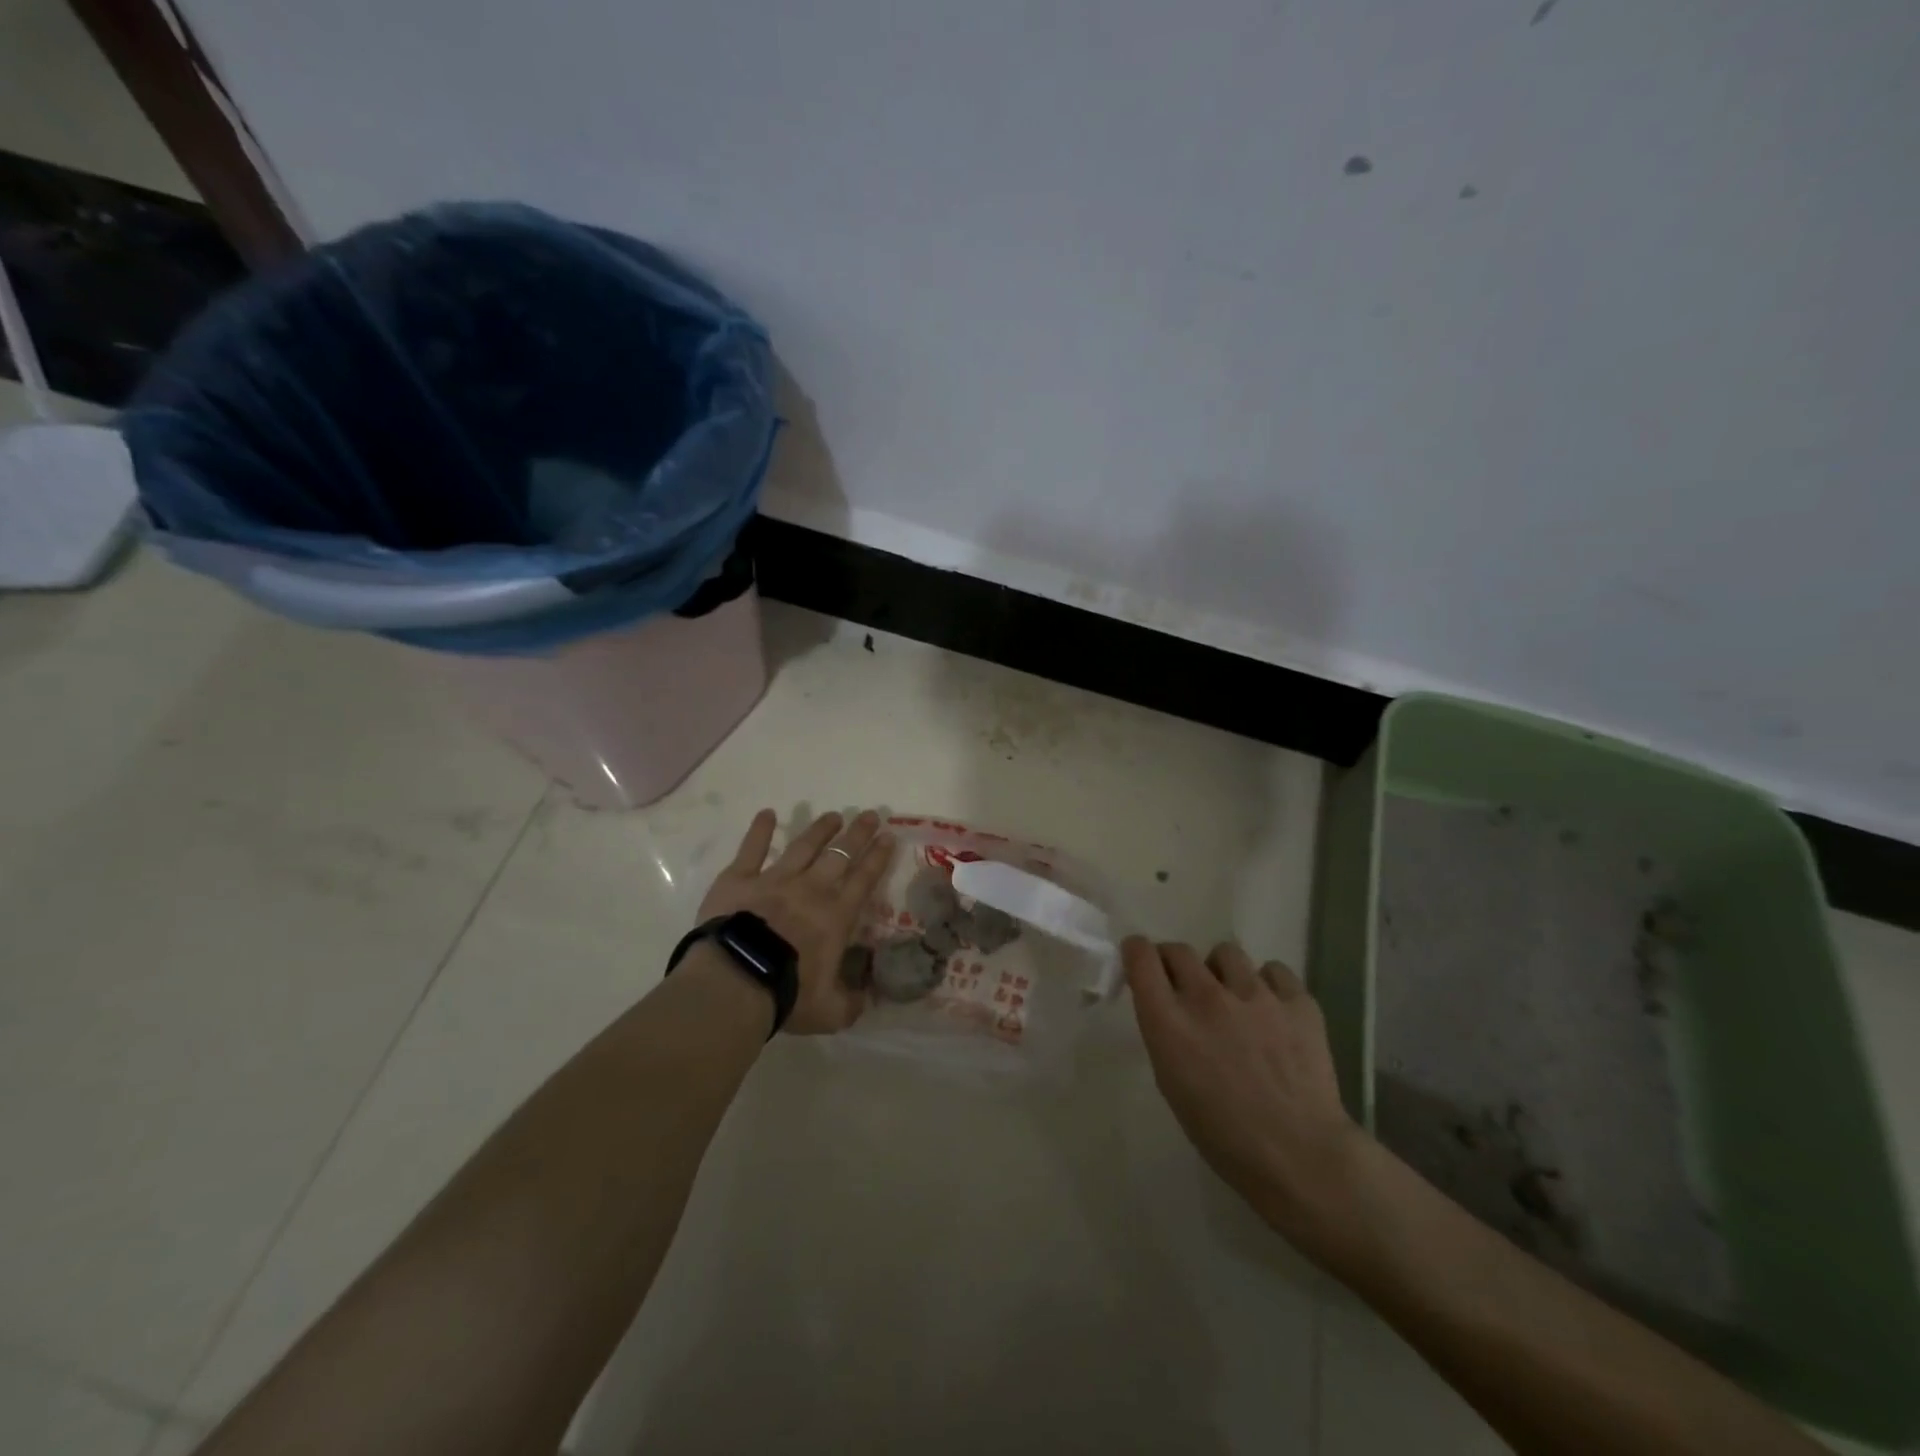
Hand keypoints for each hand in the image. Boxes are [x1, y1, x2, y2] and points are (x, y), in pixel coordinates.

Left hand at [696, 809, 893, 1033]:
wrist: (736, 981)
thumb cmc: (788, 994)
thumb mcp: (832, 1011)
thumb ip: (852, 1002)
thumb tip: (867, 996)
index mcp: (836, 916)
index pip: (864, 879)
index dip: (878, 857)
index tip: (889, 837)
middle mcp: (811, 889)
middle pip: (839, 854)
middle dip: (858, 833)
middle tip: (870, 815)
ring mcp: (774, 879)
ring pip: (803, 845)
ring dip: (820, 829)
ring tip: (833, 815)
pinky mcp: (739, 879)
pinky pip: (752, 849)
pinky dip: (760, 830)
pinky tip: (767, 814)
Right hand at [1125, 937, 1364, 1248]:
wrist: (1301, 1158)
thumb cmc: (1224, 1136)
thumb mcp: (1172, 1083)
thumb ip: (1165, 1033)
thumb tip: (1170, 1008)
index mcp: (1170, 1021)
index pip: (1141, 957)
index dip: (1137, 953)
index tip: (1140, 962)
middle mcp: (1207, 997)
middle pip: (1179, 950)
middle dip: (1174, 963)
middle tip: (1184, 987)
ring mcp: (1256, 995)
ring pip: (1226, 953)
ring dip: (1220, 971)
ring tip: (1233, 998)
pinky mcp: (1297, 1002)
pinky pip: (1274, 971)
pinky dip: (1268, 984)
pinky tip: (1272, 1011)